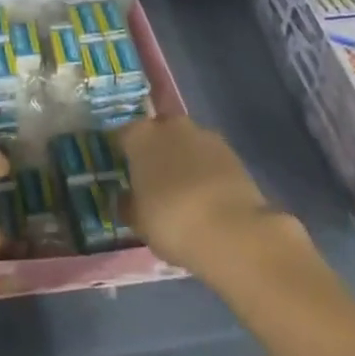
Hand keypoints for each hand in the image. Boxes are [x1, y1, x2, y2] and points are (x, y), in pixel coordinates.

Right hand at [116, 114, 305, 281]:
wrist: (232, 230)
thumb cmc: (171, 221)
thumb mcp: (138, 222)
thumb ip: (129, 204)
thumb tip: (126, 199)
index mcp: (140, 136)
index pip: (123, 136)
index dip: (123, 154)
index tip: (125, 173)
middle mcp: (169, 125)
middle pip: (157, 134)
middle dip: (156, 152)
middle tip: (155, 182)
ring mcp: (203, 134)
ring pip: (186, 143)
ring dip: (184, 160)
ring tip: (186, 193)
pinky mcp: (231, 151)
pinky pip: (210, 158)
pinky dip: (207, 171)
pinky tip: (209, 198)